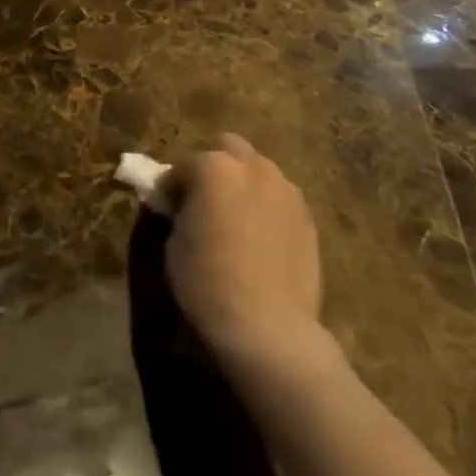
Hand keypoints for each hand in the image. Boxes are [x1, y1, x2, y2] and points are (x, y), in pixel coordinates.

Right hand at [164, 135, 327, 371]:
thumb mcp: (174, 243)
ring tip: (235, 218)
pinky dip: (266, 207)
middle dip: (214, 166)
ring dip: (244, 183)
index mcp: (214, 167)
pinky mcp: (308, 219)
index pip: (183, 165)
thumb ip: (179, 211)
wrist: (268, 327)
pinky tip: (260, 238)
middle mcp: (253, 168)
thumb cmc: (207, 281)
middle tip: (203, 198)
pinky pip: (280, 199)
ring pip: (260, 171)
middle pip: (229, 148)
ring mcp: (286, 191)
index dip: (171, 186)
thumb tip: (183, 206)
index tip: (166, 207)